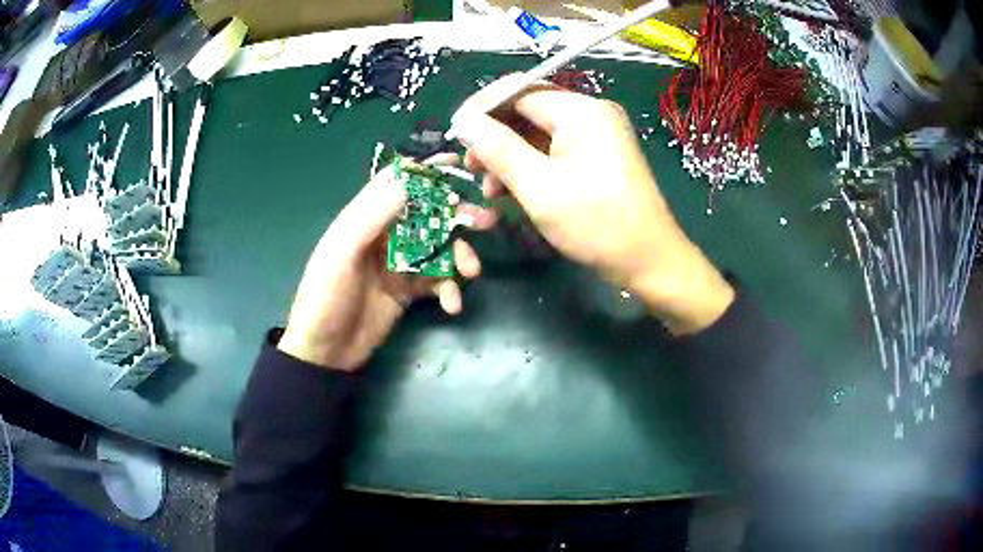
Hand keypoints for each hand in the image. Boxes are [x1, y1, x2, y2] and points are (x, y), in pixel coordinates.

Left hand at [278, 157, 493, 370]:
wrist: (326, 352)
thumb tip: (408, 180)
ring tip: (472, 271)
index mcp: (364, 218)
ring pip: (439, 247)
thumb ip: (371, 216)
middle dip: (457, 215)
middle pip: (428, 214)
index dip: (426, 170)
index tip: (459, 164)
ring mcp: (399, 263)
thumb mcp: (341, 253)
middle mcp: (385, 235)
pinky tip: (452, 304)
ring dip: (459, 255)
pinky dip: (449, 289)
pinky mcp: (409, 290)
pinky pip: (437, 281)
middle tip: (486, 220)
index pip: (397, 182)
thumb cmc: (325, 297)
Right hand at [452, 76, 733, 333]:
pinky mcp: (598, 156)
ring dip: (509, 154)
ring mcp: (597, 135)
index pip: (518, 90)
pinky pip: (554, 149)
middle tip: (470, 167)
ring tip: (490, 187)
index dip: (481, 108)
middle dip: (494, 135)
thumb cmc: (597, 224)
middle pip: (528, 109)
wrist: (649, 261)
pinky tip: (514, 189)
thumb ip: (497, 148)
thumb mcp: (539, 186)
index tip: (454, 133)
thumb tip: (463, 121)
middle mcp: (590, 113)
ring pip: (538, 132)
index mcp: (581, 110)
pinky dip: (530, 165)